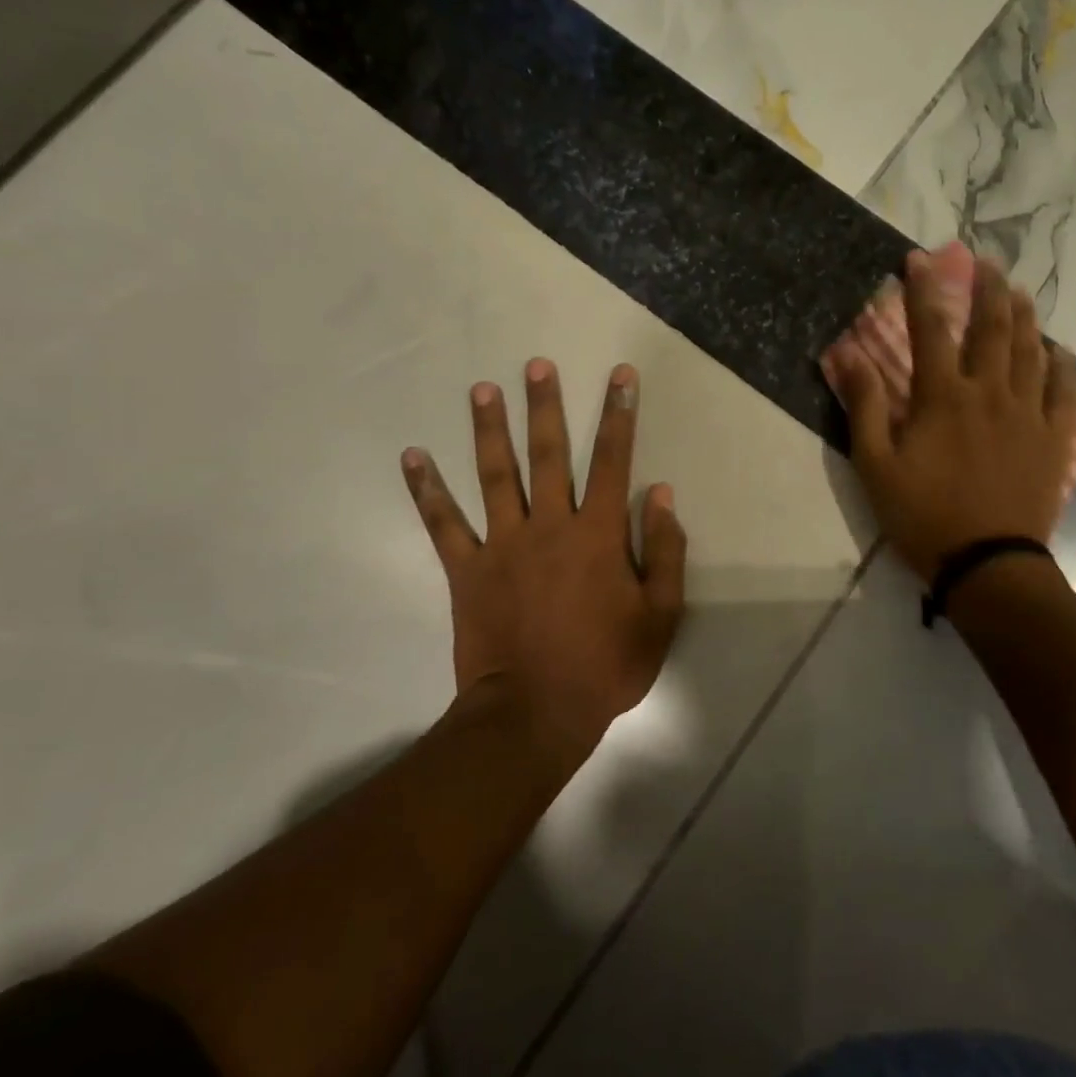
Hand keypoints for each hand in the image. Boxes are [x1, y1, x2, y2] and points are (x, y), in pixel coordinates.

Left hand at [402, 361, 686, 749]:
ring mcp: (503, 545)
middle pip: (548, 454)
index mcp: (597, 534)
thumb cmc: (605, 666)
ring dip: (489, 429)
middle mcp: (549, 526)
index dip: (619, 415)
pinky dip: (427, 490)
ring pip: (495, 475)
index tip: (620, 376)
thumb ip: (663, 551)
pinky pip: (443, 524)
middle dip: (546, 406)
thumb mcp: (659, 615)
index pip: (613, 461)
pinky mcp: (467, 570)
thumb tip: (660, 493)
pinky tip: (412, 457)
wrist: (536, 712)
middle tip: (536, 364)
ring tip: (482, 388)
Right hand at [825, 252, 1075, 583]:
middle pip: (992, 329)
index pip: (930, 330)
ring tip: (1020, 292)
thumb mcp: (876, 465)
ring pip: (1031, 352)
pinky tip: (1061, 351)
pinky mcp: (1053, 440)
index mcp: (943, 397)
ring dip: (1025, 317)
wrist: (987, 563)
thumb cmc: (922, 516)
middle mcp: (989, 393)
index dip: (923, 291)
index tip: (919, 260)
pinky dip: (1063, 367)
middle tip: (987, 262)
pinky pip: (1065, 393)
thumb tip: (847, 354)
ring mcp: (1027, 414)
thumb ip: (865, 406)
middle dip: (987, 290)